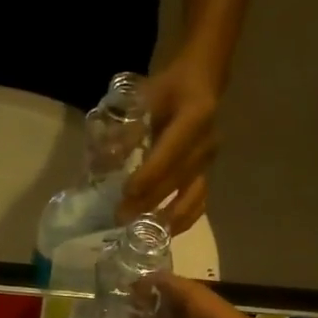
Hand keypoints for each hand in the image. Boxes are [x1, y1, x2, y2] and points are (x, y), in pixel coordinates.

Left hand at [121, 54, 220, 233]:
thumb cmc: (170, 88)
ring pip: (193, 196)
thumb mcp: (148, 96)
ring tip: (143, 234)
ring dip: (168, 218)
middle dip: (150, 202)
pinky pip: (199, 202)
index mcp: (196, 117)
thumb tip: (107, 159)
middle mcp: (207, 143)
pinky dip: (183, 220)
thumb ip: (130, 127)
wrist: (202, 83)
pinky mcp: (208, 174)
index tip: (127, 192)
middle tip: (122, 218)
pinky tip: (165, 233)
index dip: (150, 174)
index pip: (171, 152)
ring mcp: (210, 161)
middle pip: (178, 179)